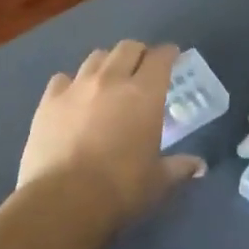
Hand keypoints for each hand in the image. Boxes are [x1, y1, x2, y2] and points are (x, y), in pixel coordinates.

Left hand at [19, 41, 205, 227]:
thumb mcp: (158, 181)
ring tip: (108, 79)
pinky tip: (73, 97)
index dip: (168, 54)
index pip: (160, 58)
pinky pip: (63, 79)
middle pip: (127, 48)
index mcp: (144, 94)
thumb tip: (199, 166)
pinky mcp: (48, 101)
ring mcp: (76, 87)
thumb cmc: (121, 189)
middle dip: (138, 53)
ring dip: (107, 63)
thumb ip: (179, 167)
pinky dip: (72, 83)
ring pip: (95, 57)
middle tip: (142, 67)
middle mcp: (111, 80)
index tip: (172, 57)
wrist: (63, 200)